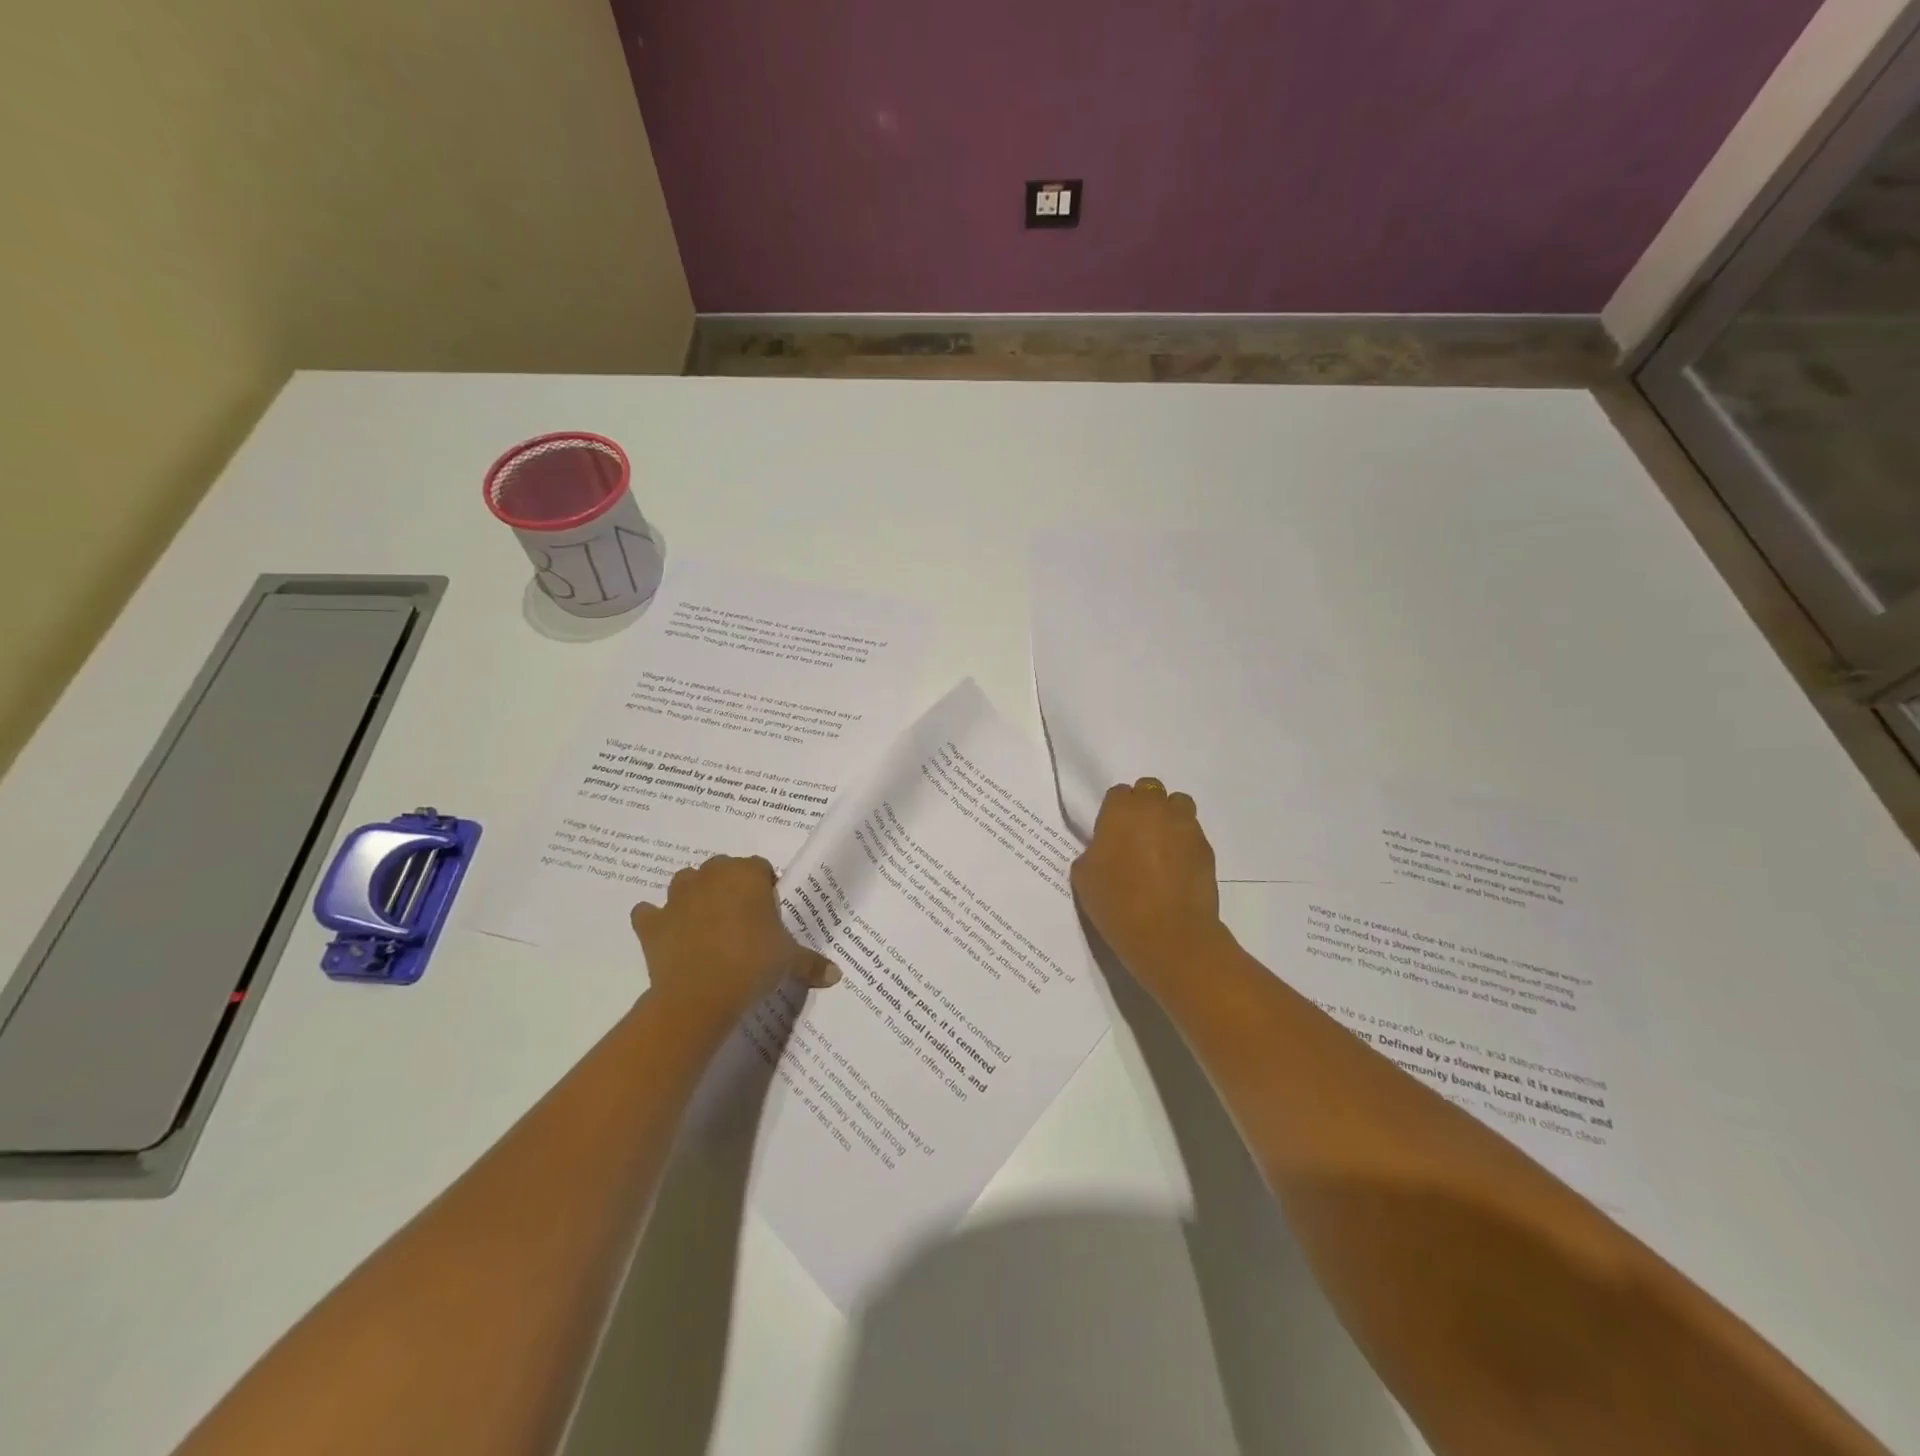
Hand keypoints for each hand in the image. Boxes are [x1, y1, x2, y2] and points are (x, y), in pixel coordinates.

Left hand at [631, 856, 840, 1022]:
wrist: (700, 995)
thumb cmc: (753, 964)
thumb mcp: (789, 962)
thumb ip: (812, 963)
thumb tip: (836, 975)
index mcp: (746, 874)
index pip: (760, 868)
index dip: (765, 888)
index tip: (769, 913)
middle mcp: (711, 876)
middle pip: (722, 868)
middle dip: (730, 887)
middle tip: (742, 920)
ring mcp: (677, 897)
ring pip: (685, 881)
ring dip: (694, 895)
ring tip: (706, 923)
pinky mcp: (652, 922)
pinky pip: (648, 913)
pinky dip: (655, 920)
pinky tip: (667, 935)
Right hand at [1070, 777, 1224, 994]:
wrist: (1168, 934)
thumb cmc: (1117, 903)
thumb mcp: (1084, 876)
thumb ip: (1094, 852)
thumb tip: (1106, 850)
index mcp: (1121, 810)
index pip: (1118, 794)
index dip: (1114, 812)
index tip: (1111, 834)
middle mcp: (1155, 808)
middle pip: (1150, 790)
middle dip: (1143, 806)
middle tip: (1135, 836)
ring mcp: (1185, 826)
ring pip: (1178, 805)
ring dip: (1168, 817)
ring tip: (1160, 845)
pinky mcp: (1206, 848)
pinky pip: (1192, 834)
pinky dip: (1184, 843)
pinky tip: (1176, 869)